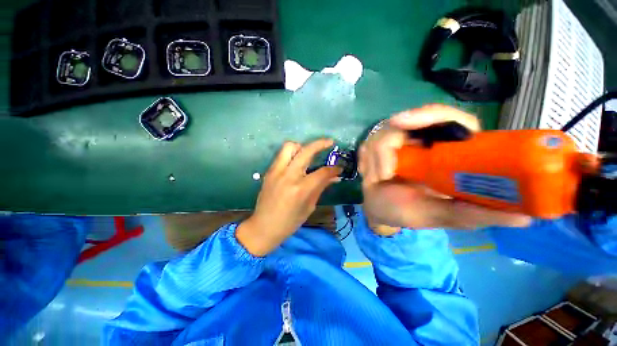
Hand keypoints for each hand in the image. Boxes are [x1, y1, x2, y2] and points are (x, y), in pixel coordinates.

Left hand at [237, 139, 340, 255]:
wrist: (263, 227)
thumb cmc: (289, 222)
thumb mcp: (309, 207)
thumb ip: (321, 188)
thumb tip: (335, 177)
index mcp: (301, 189)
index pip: (322, 172)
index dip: (334, 168)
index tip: (339, 167)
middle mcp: (288, 176)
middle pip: (306, 151)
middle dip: (320, 144)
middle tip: (330, 143)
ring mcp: (276, 172)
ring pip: (290, 146)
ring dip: (302, 146)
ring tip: (309, 153)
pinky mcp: (269, 171)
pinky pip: (282, 155)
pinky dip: (292, 154)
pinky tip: (297, 162)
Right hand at [358, 104, 530, 233]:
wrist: (379, 211)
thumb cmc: (409, 213)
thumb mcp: (441, 216)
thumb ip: (474, 214)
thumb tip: (526, 217)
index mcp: (449, 153)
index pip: (451, 119)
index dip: (432, 115)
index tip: (406, 123)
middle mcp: (425, 142)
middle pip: (413, 118)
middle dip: (394, 132)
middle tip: (386, 150)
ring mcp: (399, 142)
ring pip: (385, 131)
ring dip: (378, 157)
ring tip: (380, 178)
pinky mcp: (379, 146)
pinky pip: (369, 142)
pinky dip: (368, 160)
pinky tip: (371, 175)